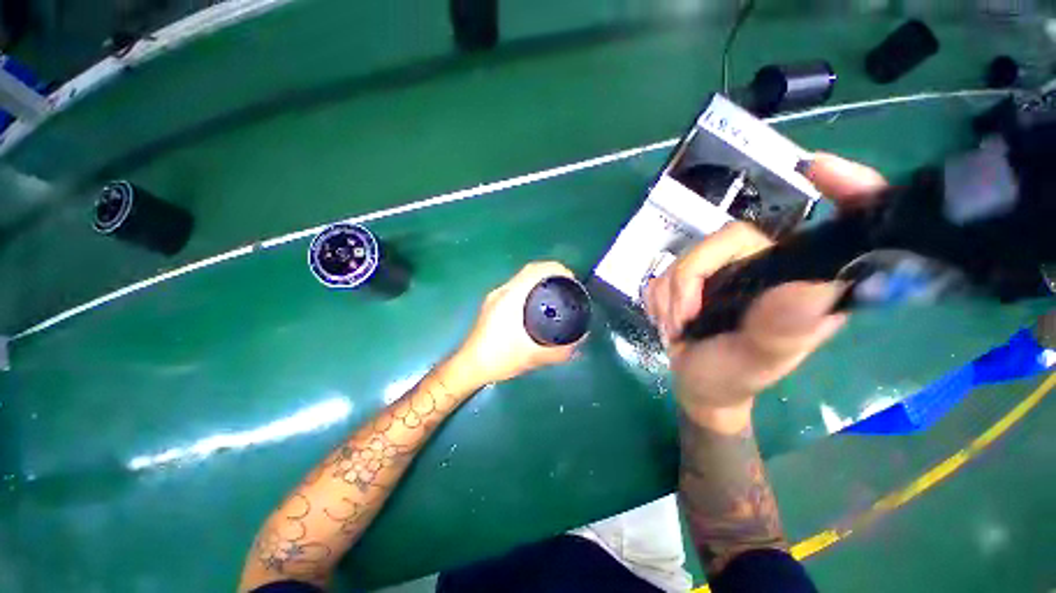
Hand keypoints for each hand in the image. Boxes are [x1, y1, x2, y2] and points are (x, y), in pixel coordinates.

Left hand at [452, 261, 584, 386]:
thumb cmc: (500, 358)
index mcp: (511, 297)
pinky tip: (538, 305)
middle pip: (530, 271)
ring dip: (540, 281)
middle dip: (551, 274)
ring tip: (557, 295)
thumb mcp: (535, 356)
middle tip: (568, 288)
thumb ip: (560, 350)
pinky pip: (516, 288)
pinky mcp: (492, 304)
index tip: (572, 278)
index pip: (535, 269)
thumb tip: (581, 339)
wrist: (470, 366)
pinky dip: (530, 289)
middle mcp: (502, 291)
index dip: (556, 268)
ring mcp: (495, 296)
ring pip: (522, 279)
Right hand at [645, 154, 886, 426]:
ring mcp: (724, 271)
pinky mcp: (693, 278)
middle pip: (724, 239)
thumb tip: (816, 285)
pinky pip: (663, 272)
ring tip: (677, 327)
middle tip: (685, 317)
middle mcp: (766, 267)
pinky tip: (669, 320)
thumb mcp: (760, 360)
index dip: (844, 190)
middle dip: (691, 279)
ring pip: (684, 257)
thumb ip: (784, 327)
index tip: (818, 169)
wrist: (697, 384)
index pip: (834, 229)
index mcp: (801, 282)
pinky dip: (659, 298)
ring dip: (671, 296)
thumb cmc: (735, 376)